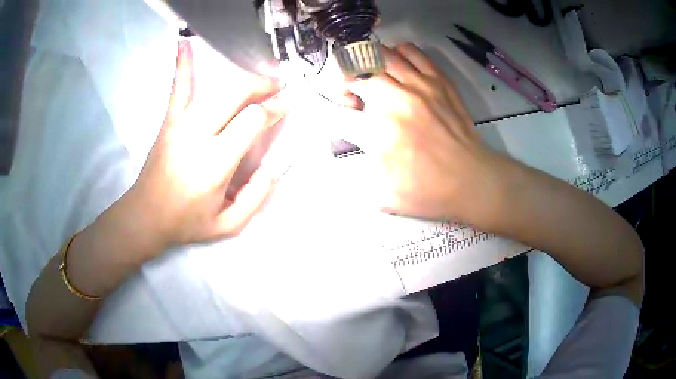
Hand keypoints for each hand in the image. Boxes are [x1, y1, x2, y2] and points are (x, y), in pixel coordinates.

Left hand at [129, 40, 285, 250]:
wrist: (146, 215)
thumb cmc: (186, 222)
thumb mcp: (228, 225)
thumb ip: (257, 198)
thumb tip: (274, 167)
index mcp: (215, 163)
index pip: (253, 121)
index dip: (275, 109)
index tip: (287, 105)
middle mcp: (198, 136)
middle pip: (236, 95)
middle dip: (263, 87)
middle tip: (278, 88)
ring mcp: (180, 124)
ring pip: (216, 88)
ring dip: (242, 78)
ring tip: (258, 80)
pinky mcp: (169, 121)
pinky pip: (178, 88)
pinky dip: (182, 64)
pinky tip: (184, 42)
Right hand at [346, 43, 502, 222]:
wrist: (473, 181)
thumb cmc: (430, 192)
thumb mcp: (384, 196)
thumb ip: (358, 171)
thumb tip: (350, 141)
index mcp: (380, 132)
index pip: (339, 110)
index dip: (335, 113)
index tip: (347, 118)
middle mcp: (396, 101)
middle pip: (354, 72)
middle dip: (345, 84)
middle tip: (355, 97)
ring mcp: (420, 85)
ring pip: (379, 55)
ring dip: (366, 67)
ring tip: (373, 79)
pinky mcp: (439, 80)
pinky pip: (409, 50)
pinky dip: (395, 55)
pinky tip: (397, 70)